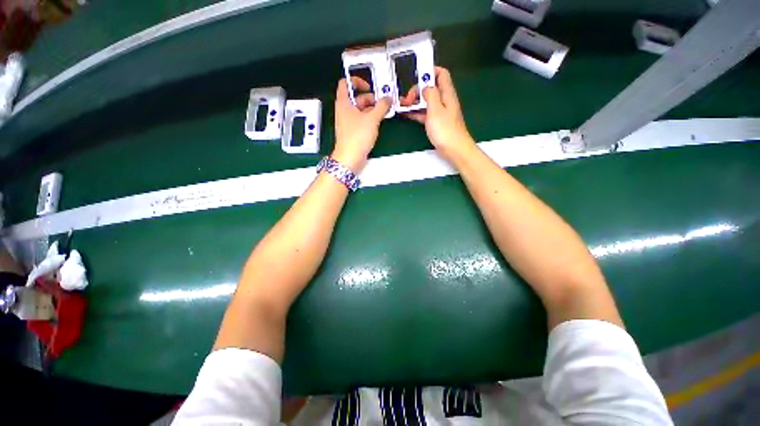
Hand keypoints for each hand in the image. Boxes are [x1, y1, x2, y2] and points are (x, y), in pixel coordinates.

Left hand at [332, 77, 391, 171]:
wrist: (350, 158)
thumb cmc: (357, 137)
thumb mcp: (372, 119)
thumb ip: (381, 106)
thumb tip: (388, 98)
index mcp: (344, 103)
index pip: (345, 83)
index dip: (357, 81)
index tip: (369, 86)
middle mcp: (344, 111)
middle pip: (357, 98)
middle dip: (370, 98)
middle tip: (383, 103)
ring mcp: (348, 122)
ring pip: (361, 110)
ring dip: (372, 110)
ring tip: (384, 113)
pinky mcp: (353, 131)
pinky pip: (361, 120)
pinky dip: (370, 119)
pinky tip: (378, 123)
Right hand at [403, 67, 474, 161]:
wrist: (454, 149)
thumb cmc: (445, 130)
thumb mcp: (436, 109)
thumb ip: (430, 94)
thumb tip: (426, 87)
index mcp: (447, 94)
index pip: (441, 74)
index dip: (430, 71)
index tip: (416, 75)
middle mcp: (444, 100)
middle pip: (431, 88)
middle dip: (418, 89)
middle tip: (407, 98)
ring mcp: (440, 112)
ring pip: (426, 101)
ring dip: (415, 102)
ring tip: (403, 105)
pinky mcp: (436, 123)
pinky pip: (424, 113)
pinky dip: (416, 112)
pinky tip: (406, 114)